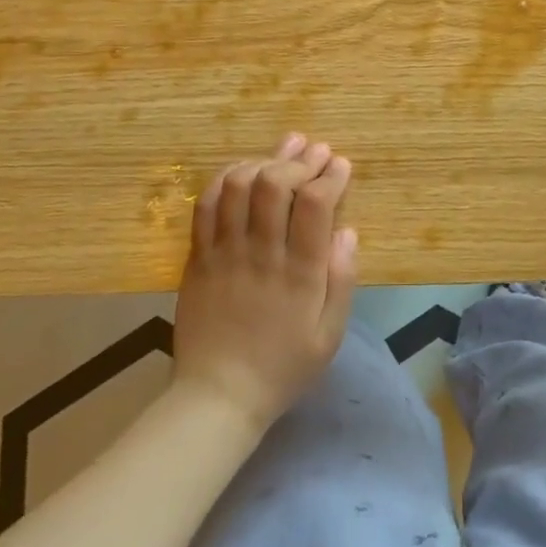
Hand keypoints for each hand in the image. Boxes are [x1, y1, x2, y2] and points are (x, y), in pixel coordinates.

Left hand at [172, 133, 359, 431]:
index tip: (341, 165)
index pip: (315, 204)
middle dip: (299, 158)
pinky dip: (226, 178)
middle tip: (316, 150)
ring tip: (282, 153)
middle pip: (275, 183)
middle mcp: (261, 253)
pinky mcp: (197, 256)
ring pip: (239, 185)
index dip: (330, 176)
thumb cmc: (283, 367)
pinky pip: (206, 204)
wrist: (217, 397)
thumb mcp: (330, 335)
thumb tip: (348, 231)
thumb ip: (342, 280)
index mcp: (299, 273)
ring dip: (264, 160)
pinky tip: (243, 171)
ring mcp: (224, 252)